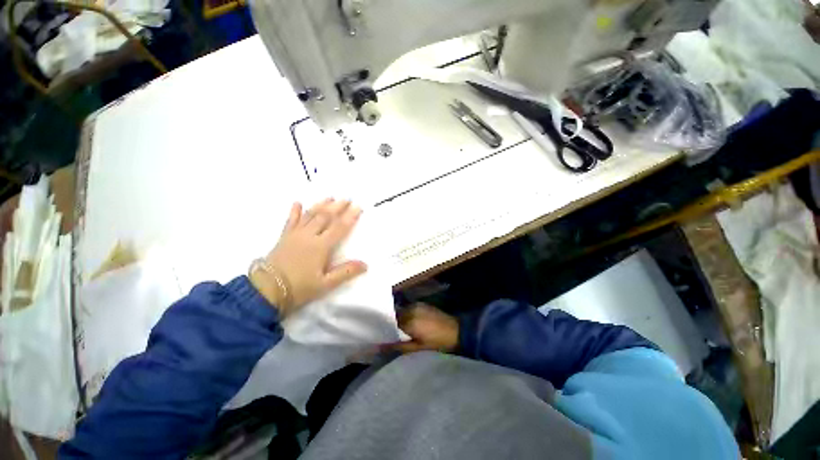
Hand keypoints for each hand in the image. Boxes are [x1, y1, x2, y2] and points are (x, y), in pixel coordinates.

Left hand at [250, 199, 366, 316]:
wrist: (266, 291)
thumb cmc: (299, 288)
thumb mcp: (325, 284)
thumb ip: (346, 272)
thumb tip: (365, 264)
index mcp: (320, 246)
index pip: (339, 228)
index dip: (350, 217)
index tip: (358, 207)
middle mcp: (308, 236)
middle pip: (325, 217)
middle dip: (338, 207)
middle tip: (347, 199)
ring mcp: (295, 235)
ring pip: (310, 215)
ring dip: (321, 205)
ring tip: (330, 197)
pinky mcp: (284, 237)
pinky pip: (290, 220)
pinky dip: (294, 211)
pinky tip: (297, 203)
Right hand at [387, 303, 458, 353]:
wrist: (457, 332)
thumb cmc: (436, 343)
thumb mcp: (417, 348)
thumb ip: (397, 347)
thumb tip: (378, 347)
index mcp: (408, 320)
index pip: (389, 322)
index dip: (386, 329)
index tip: (382, 336)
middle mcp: (411, 309)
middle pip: (395, 315)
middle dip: (393, 324)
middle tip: (393, 334)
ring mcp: (417, 305)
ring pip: (402, 311)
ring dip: (401, 319)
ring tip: (402, 330)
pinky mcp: (423, 304)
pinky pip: (410, 308)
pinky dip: (408, 315)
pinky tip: (411, 324)